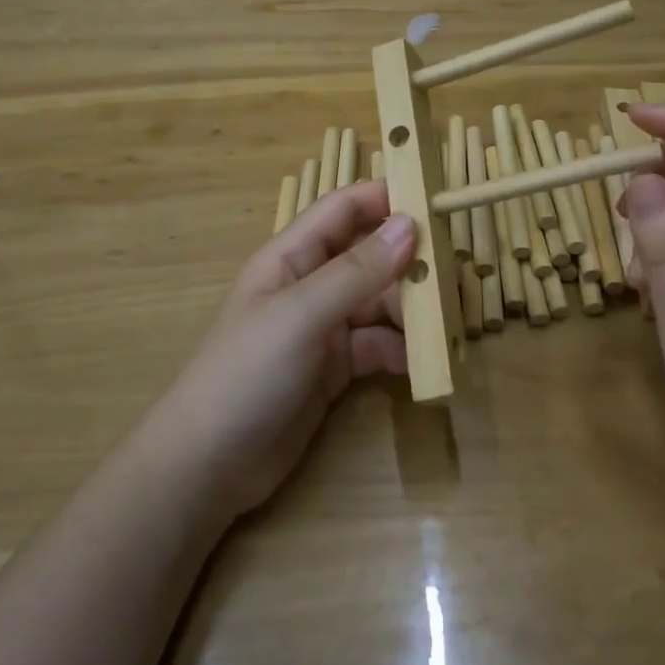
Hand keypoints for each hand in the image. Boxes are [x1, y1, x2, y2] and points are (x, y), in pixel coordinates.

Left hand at [147, 181, 415, 520]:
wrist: (208, 465)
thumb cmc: (247, 372)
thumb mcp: (303, 314)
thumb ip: (358, 270)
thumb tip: (410, 223)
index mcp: (293, 256)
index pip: (344, 209)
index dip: (387, 198)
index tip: (439, 201)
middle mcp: (311, 285)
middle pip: (370, 257)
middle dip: (411, 263)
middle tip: (456, 274)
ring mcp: (323, 328)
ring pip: (380, 303)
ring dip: (413, 310)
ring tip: (449, 322)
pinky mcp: (335, 369)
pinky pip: (378, 346)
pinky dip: (402, 350)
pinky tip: (425, 361)